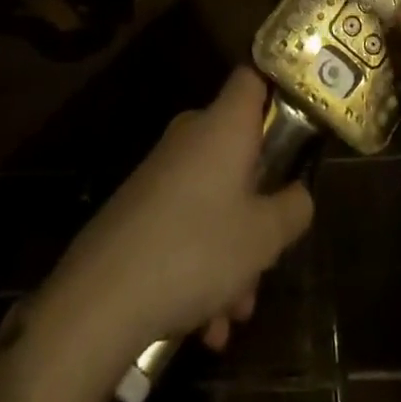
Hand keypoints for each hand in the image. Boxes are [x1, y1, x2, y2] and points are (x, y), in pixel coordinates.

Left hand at [43, 68, 314, 355]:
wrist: (99, 299)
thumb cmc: (196, 249)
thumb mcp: (264, 236)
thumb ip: (294, 208)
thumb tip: (299, 194)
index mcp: (224, 125)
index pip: (253, 76)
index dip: (279, 88)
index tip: (300, 122)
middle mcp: (192, 137)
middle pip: (241, 152)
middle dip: (261, 205)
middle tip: (273, 251)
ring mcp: (162, 172)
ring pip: (216, 199)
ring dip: (233, 252)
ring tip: (236, 313)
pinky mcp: (140, 207)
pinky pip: (187, 224)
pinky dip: (202, 265)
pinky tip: (206, 325)